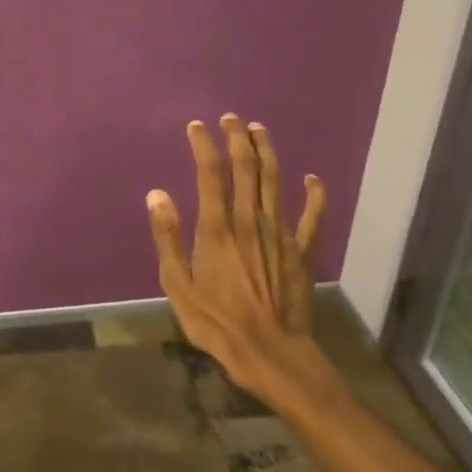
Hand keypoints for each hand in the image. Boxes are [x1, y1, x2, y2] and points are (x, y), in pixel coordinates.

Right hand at [145, 115, 340, 407]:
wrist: (270, 353)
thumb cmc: (216, 322)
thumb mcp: (177, 285)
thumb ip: (168, 237)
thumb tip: (157, 195)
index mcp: (217, 228)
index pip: (210, 174)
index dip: (204, 146)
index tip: (197, 126)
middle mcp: (250, 221)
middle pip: (246, 169)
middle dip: (238, 139)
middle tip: (231, 118)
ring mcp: (280, 234)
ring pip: (275, 182)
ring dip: (268, 153)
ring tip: (260, 130)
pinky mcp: (301, 252)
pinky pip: (312, 217)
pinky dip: (314, 195)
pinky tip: (313, 179)